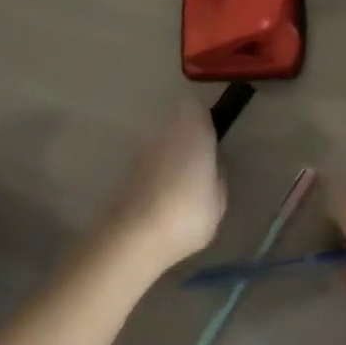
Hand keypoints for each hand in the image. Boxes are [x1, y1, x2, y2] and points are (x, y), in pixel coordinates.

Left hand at [98, 100, 226, 276]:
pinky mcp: (126, 172)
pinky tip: (163, 202)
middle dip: (188, 138)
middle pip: (177, 123)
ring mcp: (142, 151)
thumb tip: (212, 165)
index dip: (205, 119)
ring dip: (171, 158)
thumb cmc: (187, 213)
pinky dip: (156, 176)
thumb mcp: (219, 199)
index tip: (213, 139)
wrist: (134, 238)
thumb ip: (218, 175)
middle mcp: (165, 132)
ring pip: (162, 144)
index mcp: (193, 130)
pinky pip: (149, 165)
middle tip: (200, 167)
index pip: (196, 106)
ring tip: (182, 190)